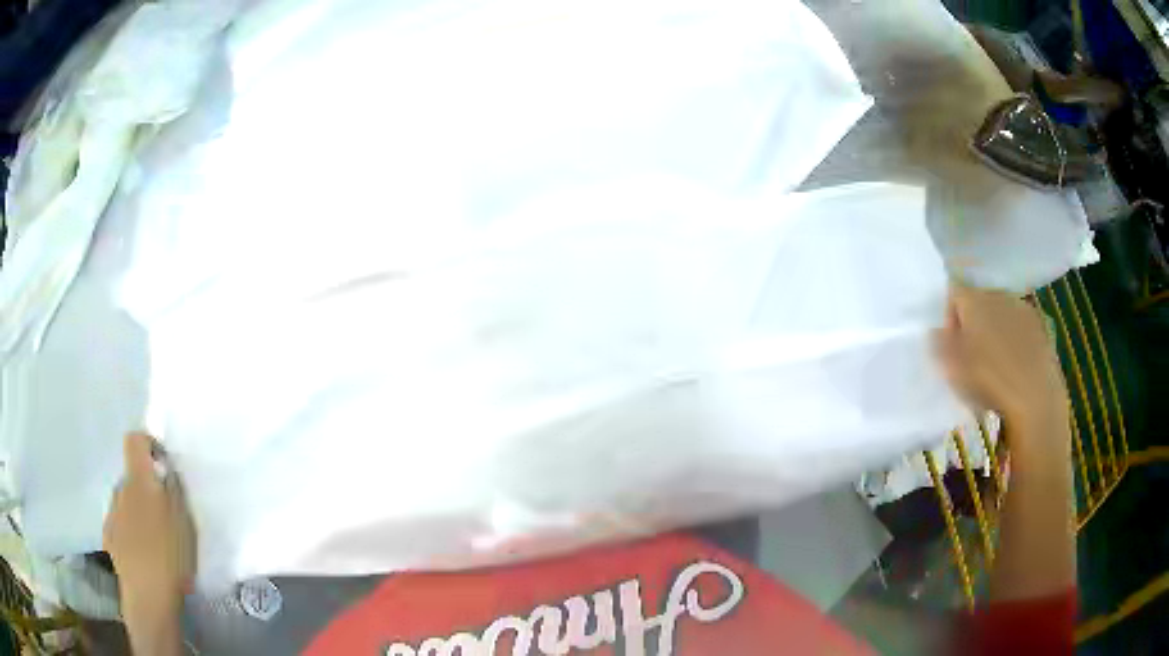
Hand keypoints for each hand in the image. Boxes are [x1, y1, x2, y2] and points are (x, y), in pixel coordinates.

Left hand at [104, 433, 195, 617]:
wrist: (148, 596)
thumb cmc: (171, 556)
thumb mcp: (185, 521)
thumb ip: (174, 490)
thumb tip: (165, 472)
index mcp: (139, 480)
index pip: (134, 440)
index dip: (148, 445)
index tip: (163, 464)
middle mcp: (120, 489)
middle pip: (131, 476)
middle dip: (146, 488)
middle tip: (166, 515)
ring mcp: (111, 514)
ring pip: (125, 502)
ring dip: (138, 512)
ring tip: (155, 541)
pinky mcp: (109, 538)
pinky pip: (120, 524)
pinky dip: (130, 532)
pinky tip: (143, 555)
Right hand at [936, 285, 1068, 436]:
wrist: (1035, 396)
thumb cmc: (989, 381)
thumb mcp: (953, 370)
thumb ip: (940, 345)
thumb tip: (936, 329)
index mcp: (973, 300)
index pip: (953, 293)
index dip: (949, 318)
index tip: (950, 346)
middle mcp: (996, 294)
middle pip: (978, 300)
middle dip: (973, 322)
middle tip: (971, 355)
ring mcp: (1020, 307)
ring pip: (1000, 312)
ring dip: (995, 330)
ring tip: (995, 362)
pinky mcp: (1039, 324)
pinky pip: (1019, 324)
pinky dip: (1014, 338)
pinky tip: (1015, 364)